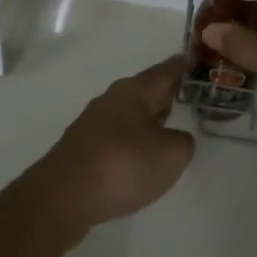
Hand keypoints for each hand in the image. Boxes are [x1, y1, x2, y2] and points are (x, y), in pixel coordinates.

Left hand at [25, 56, 195, 235]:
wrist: (62, 196)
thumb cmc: (122, 165)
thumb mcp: (170, 155)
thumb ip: (182, 142)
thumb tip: (175, 138)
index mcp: (135, 91)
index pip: (165, 71)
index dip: (182, 66)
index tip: (194, 59)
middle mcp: (113, 99)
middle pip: (146, 90)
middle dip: (165, 92)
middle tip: (186, 93)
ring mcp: (94, 124)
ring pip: (130, 114)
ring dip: (148, 118)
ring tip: (167, 125)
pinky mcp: (82, 149)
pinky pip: (117, 136)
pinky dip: (132, 140)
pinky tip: (139, 157)